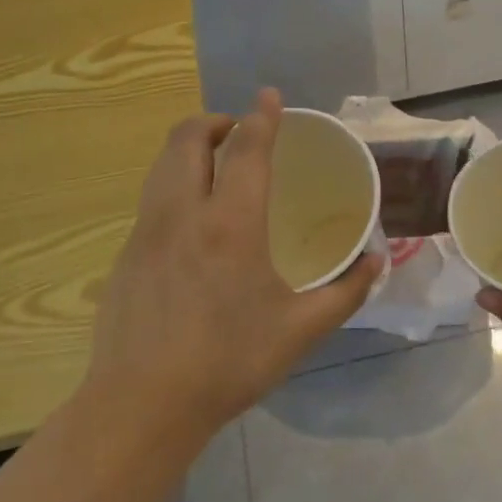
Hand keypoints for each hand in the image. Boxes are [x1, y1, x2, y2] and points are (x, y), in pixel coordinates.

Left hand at [80, 89, 381, 454]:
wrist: (142, 405)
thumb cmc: (230, 362)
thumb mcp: (302, 330)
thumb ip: (347, 291)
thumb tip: (376, 260)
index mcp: (231, 224)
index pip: (246, 149)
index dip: (261, 116)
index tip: (269, 95)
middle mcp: (182, 214)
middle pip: (187, 139)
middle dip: (214, 122)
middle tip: (239, 132)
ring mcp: (146, 233)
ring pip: (162, 165)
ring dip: (189, 150)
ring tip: (216, 166)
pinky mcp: (125, 256)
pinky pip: (151, 200)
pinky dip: (174, 186)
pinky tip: (193, 224)